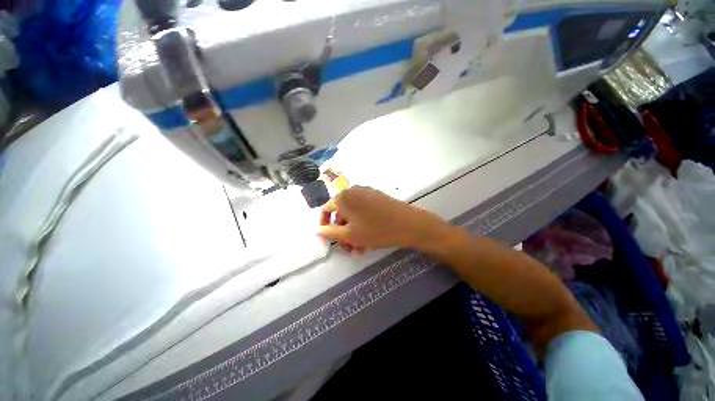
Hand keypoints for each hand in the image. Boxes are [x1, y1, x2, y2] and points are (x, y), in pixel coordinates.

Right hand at [318, 187, 450, 253]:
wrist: (409, 224)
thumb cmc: (376, 230)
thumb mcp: (350, 235)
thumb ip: (331, 233)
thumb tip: (318, 230)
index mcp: (344, 197)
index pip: (326, 209)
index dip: (324, 224)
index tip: (328, 238)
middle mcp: (354, 191)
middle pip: (341, 213)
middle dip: (342, 232)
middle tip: (348, 249)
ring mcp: (367, 193)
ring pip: (354, 214)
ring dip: (352, 231)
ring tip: (359, 248)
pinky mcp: (378, 198)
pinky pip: (364, 211)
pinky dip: (362, 224)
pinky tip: (368, 239)